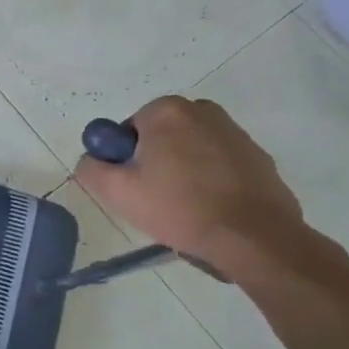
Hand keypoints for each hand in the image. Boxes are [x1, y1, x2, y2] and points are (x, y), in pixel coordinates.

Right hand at [73, 97, 307, 277]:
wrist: (254, 237)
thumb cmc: (179, 207)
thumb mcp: (117, 192)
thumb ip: (90, 168)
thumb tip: (91, 159)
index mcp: (167, 111)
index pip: (129, 130)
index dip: (126, 159)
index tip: (134, 187)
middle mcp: (203, 110)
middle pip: (161, 137)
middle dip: (155, 162)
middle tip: (155, 198)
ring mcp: (235, 133)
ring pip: (191, 150)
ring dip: (184, 170)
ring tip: (186, 207)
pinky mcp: (258, 157)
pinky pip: (220, 164)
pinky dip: (212, 180)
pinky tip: (212, 208)